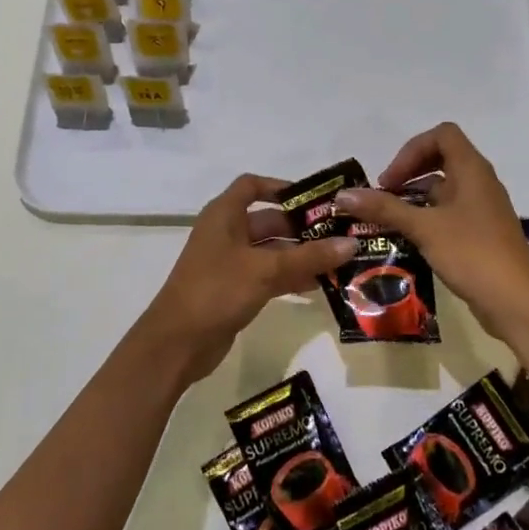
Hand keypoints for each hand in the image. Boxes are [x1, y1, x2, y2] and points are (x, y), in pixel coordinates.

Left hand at [142, 173, 356, 384]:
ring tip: (339, 260)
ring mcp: (230, 262)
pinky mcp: (235, 289)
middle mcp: (226, 233)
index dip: (280, 187)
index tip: (314, 198)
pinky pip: (268, 274)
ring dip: (300, 255)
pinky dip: (290, 276)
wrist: (177, 343)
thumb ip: (309, 256)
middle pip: (268, 220)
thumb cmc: (217, 290)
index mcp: (224, 215)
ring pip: (271, 250)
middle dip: (302, 227)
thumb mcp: (265, 270)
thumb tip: (351, 243)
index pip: (252, 186)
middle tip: (340, 233)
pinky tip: (319, 285)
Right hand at [335, 123, 528, 342]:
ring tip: (390, 218)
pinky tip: (411, 239)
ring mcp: (484, 208)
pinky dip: (429, 216)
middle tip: (386, 194)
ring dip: (416, 196)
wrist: (517, 303)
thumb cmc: (472, 254)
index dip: (412, 150)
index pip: (442, 135)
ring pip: (446, 187)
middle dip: (410, 171)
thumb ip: (384, 208)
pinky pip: (451, 211)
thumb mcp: (423, 228)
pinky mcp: (483, 232)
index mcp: (472, 169)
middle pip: (442, 158)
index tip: (391, 179)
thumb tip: (343, 195)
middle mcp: (481, 182)